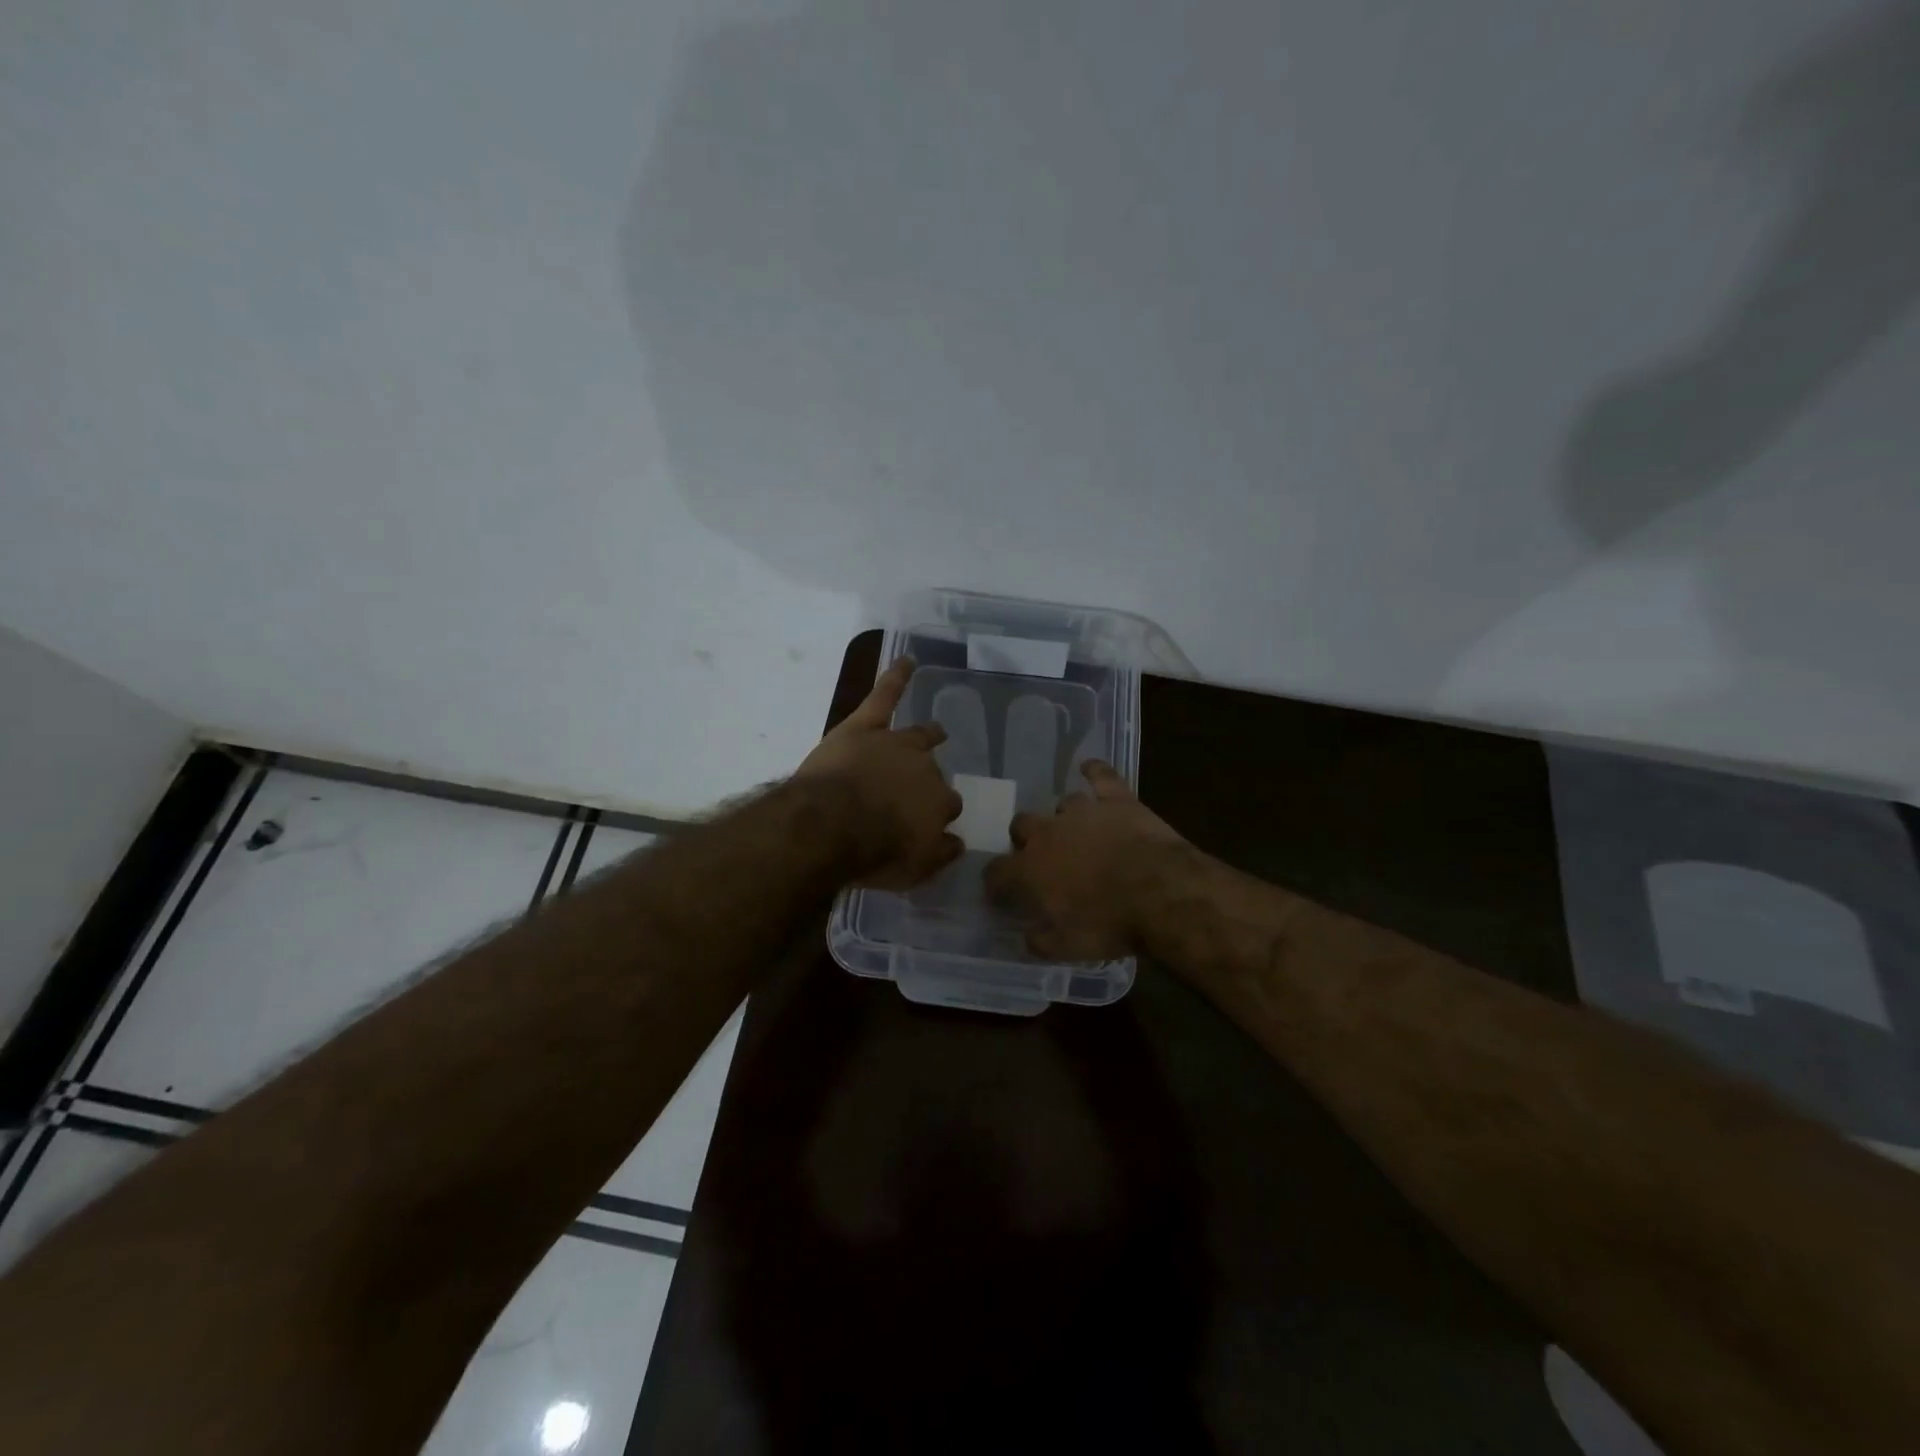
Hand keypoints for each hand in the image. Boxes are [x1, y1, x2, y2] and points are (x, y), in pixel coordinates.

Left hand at [796, 658, 964, 888]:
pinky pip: (885, 695)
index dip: (938, 813)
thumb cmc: (873, 854)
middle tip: (917, 791)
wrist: (832, 826)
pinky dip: (896, 676)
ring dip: (928, 734)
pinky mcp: (865, 726)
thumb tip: (958, 842)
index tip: (930, 823)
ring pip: (918, 736)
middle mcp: (925, 769)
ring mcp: (895, 743)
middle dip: (928, 780)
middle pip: (933, 772)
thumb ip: (940, 854)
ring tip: (936, 730)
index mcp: (939, 803)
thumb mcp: (915, 870)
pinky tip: (908, 660)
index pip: (947, 805)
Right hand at [984, 760, 1186, 960]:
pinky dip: (1094, 771)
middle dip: (1025, 839)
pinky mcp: (1116, 799)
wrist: (1159, 892)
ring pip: (1061, 804)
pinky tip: (1089, 767)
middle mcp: (1048, 833)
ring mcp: (1082, 811)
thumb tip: (1028, 937)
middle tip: (1042, 859)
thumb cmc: (1109, 924)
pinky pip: (1100, 775)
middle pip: (1021, 825)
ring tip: (1078, 832)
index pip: (997, 872)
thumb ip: (1040, 942)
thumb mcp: (1068, 948)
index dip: (995, 883)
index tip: (1000, 893)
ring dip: (1064, 818)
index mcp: (1029, 869)